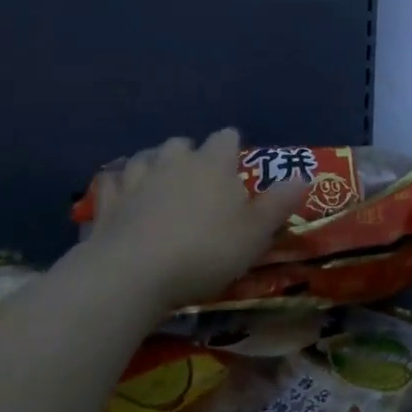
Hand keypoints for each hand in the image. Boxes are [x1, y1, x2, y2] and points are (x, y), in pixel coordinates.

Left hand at [74, 129, 305, 312]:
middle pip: (183, 143)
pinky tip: (124, 201)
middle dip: (191, 157)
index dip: (233, 150)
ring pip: (145, 158)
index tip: (237, 170)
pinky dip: (120, 188)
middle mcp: (174, 160)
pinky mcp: (106, 202)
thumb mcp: (256, 233)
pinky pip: (112, 183)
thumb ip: (279, 203)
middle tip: (199, 184)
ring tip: (161, 188)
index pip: (227, 137)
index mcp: (213, 163)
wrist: (132, 274)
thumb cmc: (205, 251)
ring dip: (154, 167)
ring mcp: (135, 178)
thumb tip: (305, 177)